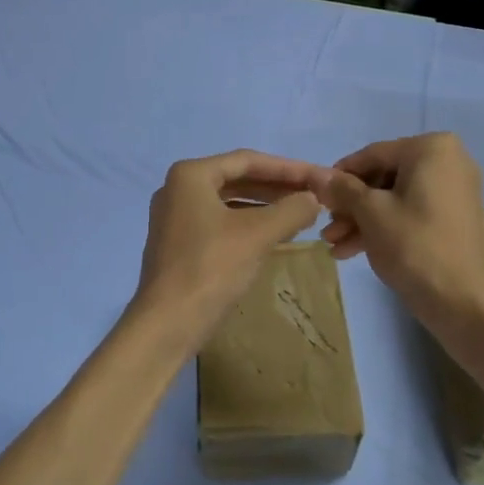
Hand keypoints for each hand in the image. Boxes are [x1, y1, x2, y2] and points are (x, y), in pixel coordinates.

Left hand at [131, 150, 327, 353]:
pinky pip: (219, 222)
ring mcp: (174, 217)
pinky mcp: (178, 244)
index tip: (317, 176)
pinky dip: (247, 224)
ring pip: (228, 202)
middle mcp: (177, 189)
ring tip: (299, 214)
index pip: (247, 160)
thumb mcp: (257, 235)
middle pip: (237, 179)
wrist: (166, 324)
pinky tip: (273, 236)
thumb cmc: (210, 268)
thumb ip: (290, 210)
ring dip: (264, 206)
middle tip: (312, 195)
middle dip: (276, 187)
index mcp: (190, 175)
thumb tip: (314, 199)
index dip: (287, 168)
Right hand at [316, 133, 483, 325]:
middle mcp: (447, 161)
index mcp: (431, 148)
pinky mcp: (453, 217)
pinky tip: (352, 250)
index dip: (339, 177)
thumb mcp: (370, 213)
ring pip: (395, 198)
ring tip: (334, 245)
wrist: (464, 303)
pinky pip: (411, 212)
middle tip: (326, 228)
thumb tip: (316, 175)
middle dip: (351, 205)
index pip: (372, 155)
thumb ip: (342, 189)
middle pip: (383, 177)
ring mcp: (453, 190)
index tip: (316, 196)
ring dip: (362, 220)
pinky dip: (384, 227)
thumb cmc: (414, 246)